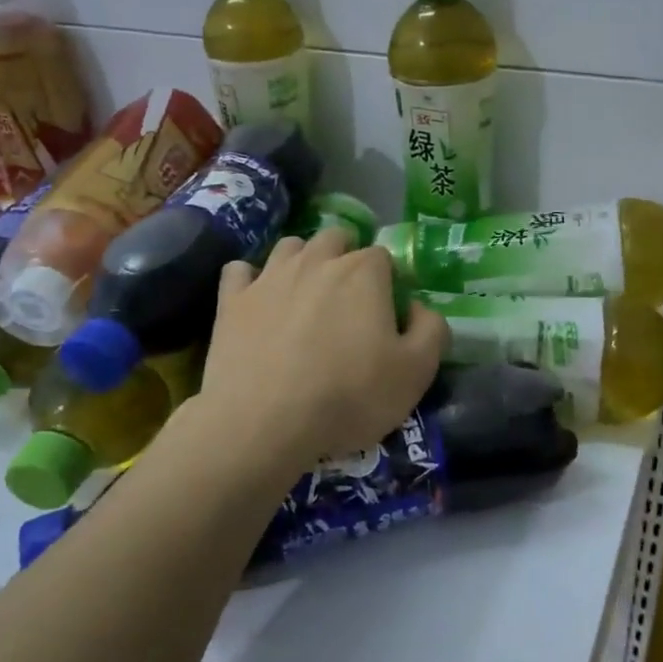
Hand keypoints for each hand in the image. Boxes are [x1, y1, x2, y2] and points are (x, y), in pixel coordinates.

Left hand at [197, 228, 448, 476]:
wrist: (263, 423)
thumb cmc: (349, 396)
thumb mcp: (416, 372)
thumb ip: (432, 330)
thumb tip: (420, 308)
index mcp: (363, 272)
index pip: (382, 256)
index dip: (388, 280)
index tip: (387, 311)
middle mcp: (316, 261)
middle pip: (335, 238)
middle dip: (345, 255)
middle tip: (349, 297)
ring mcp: (269, 277)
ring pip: (289, 246)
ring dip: (302, 259)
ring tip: (306, 292)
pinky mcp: (231, 300)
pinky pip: (239, 271)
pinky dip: (250, 279)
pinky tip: (257, 298)